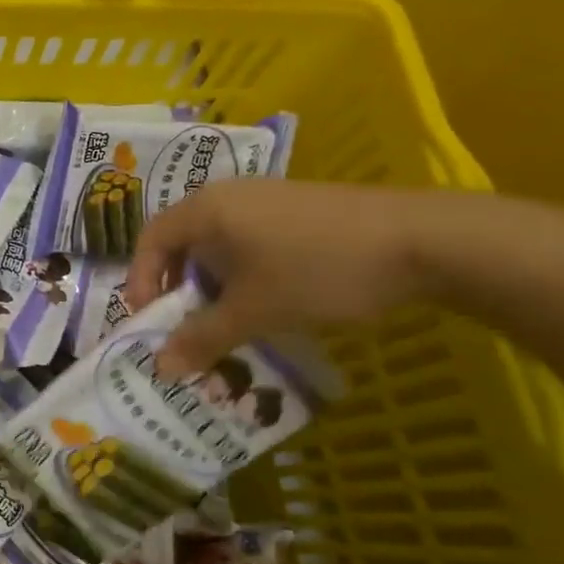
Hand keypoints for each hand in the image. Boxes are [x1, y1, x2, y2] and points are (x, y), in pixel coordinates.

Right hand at [125, 179, 429, 376]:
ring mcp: (266, 199)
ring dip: (212, 283)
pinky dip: (243, 272)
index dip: (140, 281)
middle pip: (181, 240)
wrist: (423, 241)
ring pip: (219, 243)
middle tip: (184, 324)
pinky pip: (250, 239)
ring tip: (227, 319)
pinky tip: (269, 299)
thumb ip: (203, 338)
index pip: (150, 240)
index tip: (149, 320)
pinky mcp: (298, 210)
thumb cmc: (318, 270)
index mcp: (206, 209)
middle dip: (177, 286)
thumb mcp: (255, 310)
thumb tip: (159, 368)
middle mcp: (228, 195)